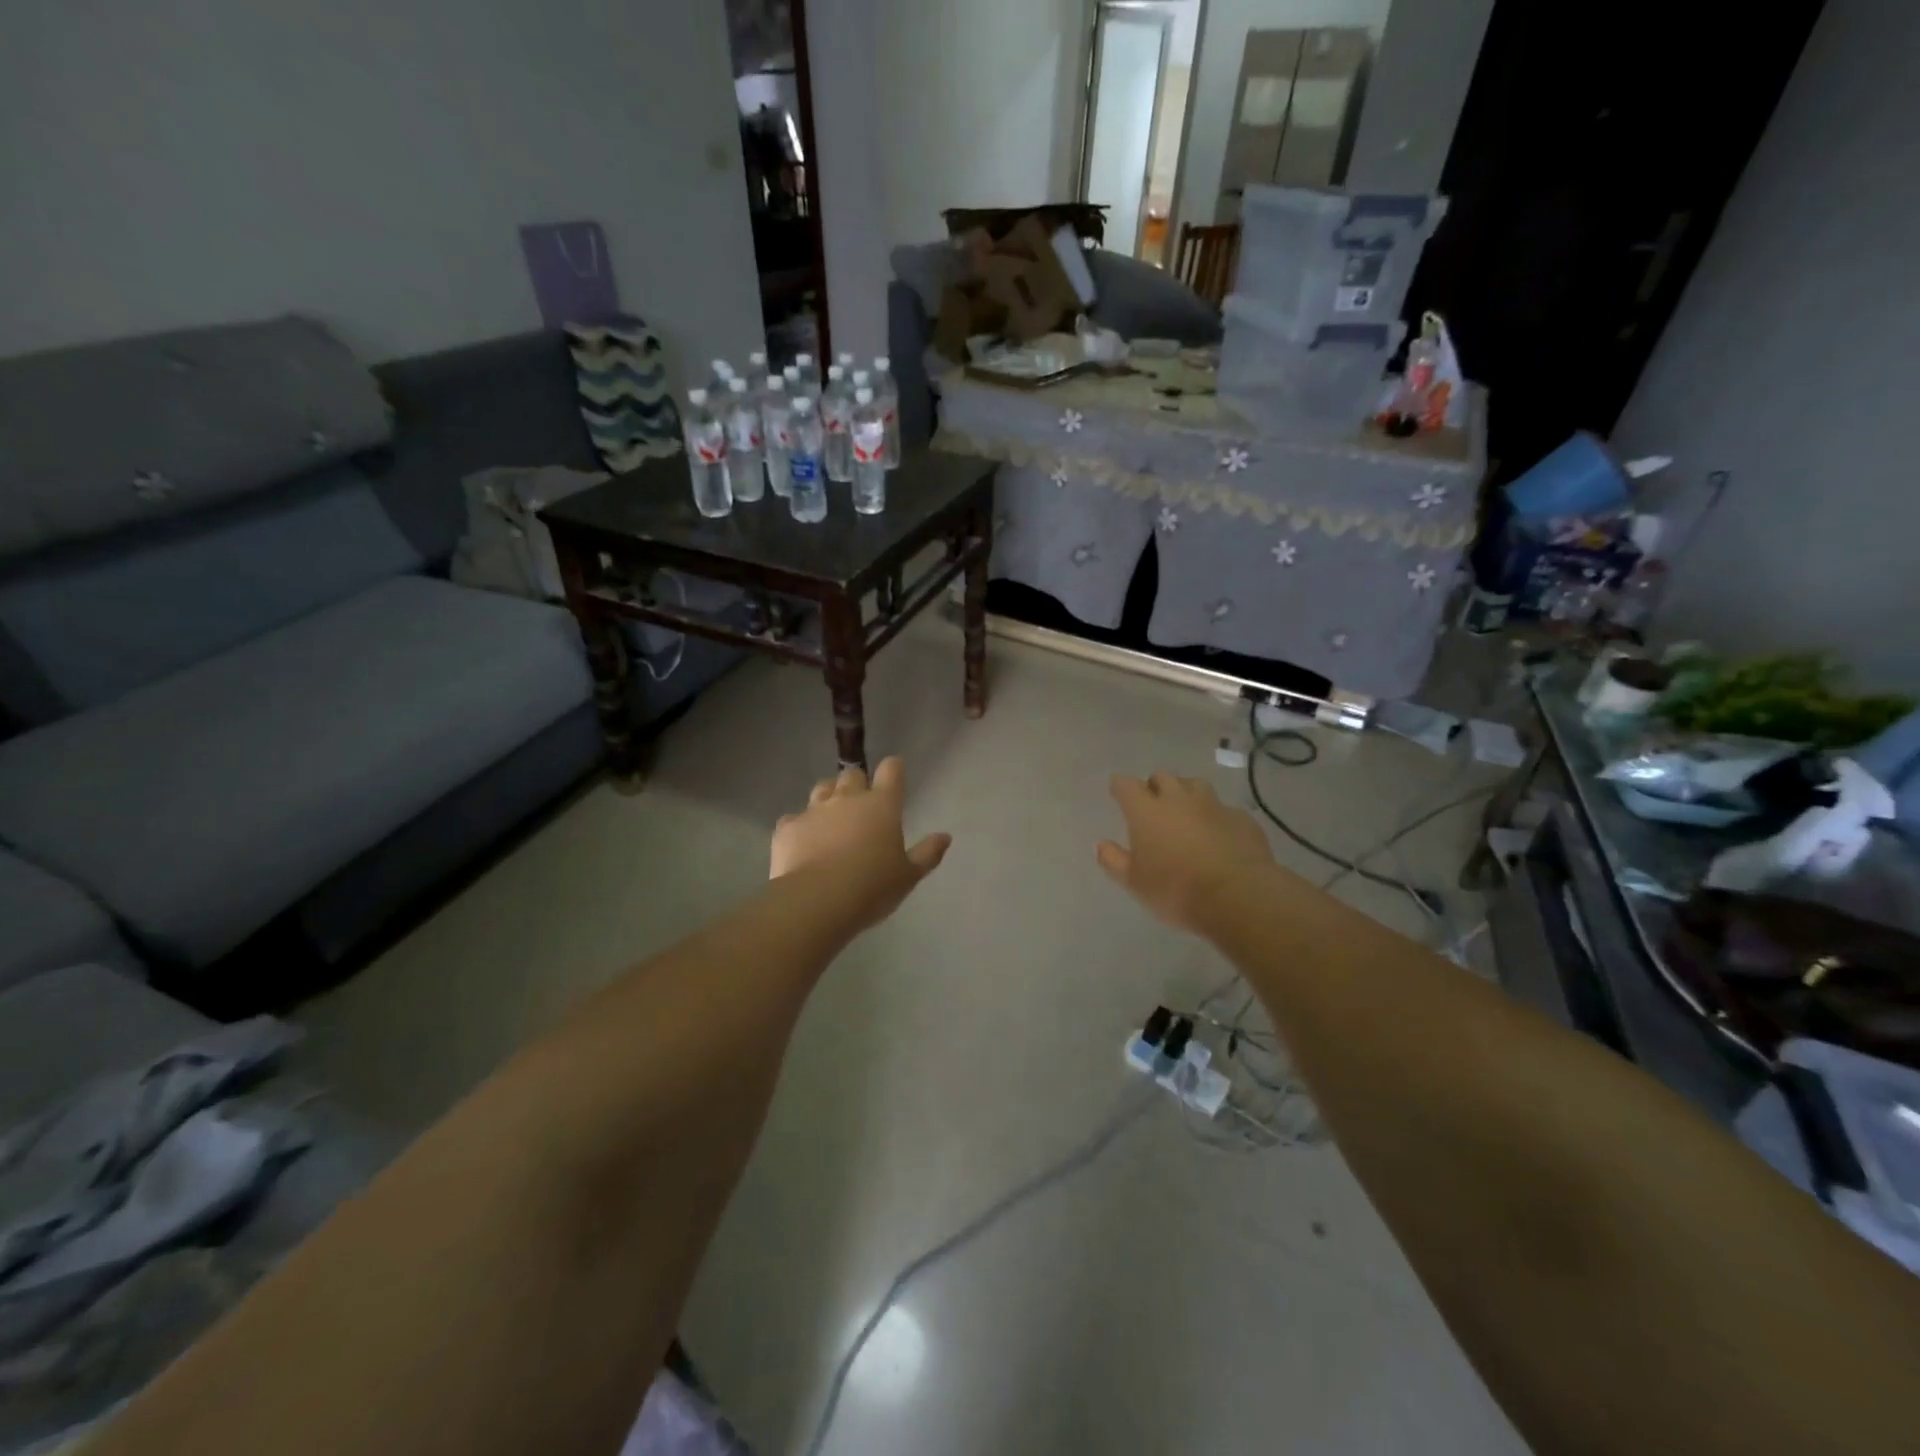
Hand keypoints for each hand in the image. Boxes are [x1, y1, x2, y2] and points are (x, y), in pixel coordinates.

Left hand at [772, 758, 950, 930]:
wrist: (817, 900)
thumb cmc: (872, 886)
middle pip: (853, 774)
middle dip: (858, 783)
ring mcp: (814, 810)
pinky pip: (794, 818)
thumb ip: (928, 853)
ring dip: (829, 796)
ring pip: (822, 788)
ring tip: (832, 818)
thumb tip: (945, 837)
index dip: (893, 769)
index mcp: (882, 805)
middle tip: (861, 804)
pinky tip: (803, 843)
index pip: (891, 770)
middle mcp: (848, 799)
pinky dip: (801, 826)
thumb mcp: (908, 876)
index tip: (894, 773)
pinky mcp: (787, 827)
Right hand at [1097, 772, 1275, 932]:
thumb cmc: (1177, 890)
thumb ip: (1114, 860)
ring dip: (1186, 793)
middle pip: (1163, 777)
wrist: (1239, 898)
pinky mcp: (1242, 819)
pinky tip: (1217, 835)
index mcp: (1147, 811)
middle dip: (1154, 786)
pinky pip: (1223, 809)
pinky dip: (1215, 817)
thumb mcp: (1135, 883)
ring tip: (1185, 812)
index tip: (1117, 790)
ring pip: (1195, 785)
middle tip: (1152, 805)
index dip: (1120, 786)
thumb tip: (1101, 845)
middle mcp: (1179, 799)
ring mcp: (1214, 806)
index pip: (1126, 785)